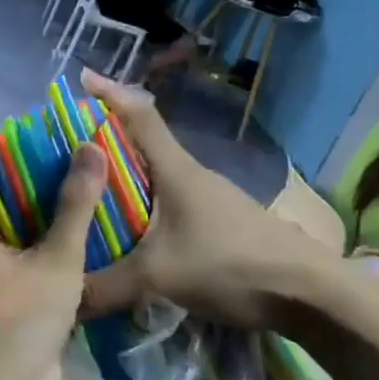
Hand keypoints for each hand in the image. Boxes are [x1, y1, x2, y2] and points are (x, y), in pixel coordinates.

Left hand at [0, 143, 106, 379]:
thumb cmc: (29, 309)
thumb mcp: (56, 252)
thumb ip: (74, 204)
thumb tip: (89, 147)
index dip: (0, 200)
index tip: (32, 179)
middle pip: (17, 237)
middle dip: (44, 220)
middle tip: (80, 193)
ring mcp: (18, 298)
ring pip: (39, 264)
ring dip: (62, 249)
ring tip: (101, 221)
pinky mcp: (41, 322)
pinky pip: (58, 289)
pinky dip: (76, 278)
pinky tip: (108, 264)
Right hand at [76, 70, 349, 333]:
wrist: (315, 297)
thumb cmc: (231, 266)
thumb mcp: (159, 277)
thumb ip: (106, 288)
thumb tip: (64, 302)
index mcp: (175, 170)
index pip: (140, 116)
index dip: (110, 93)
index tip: (82, 77)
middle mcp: (191, 175)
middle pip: (142, 146)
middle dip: (104, 142)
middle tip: (66, 153)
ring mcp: (211, 199)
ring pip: (155, 178)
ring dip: (124, 179)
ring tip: (89, 197)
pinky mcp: (221, 223)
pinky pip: (169, 203)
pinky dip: (143, 207)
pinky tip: (131, 234)